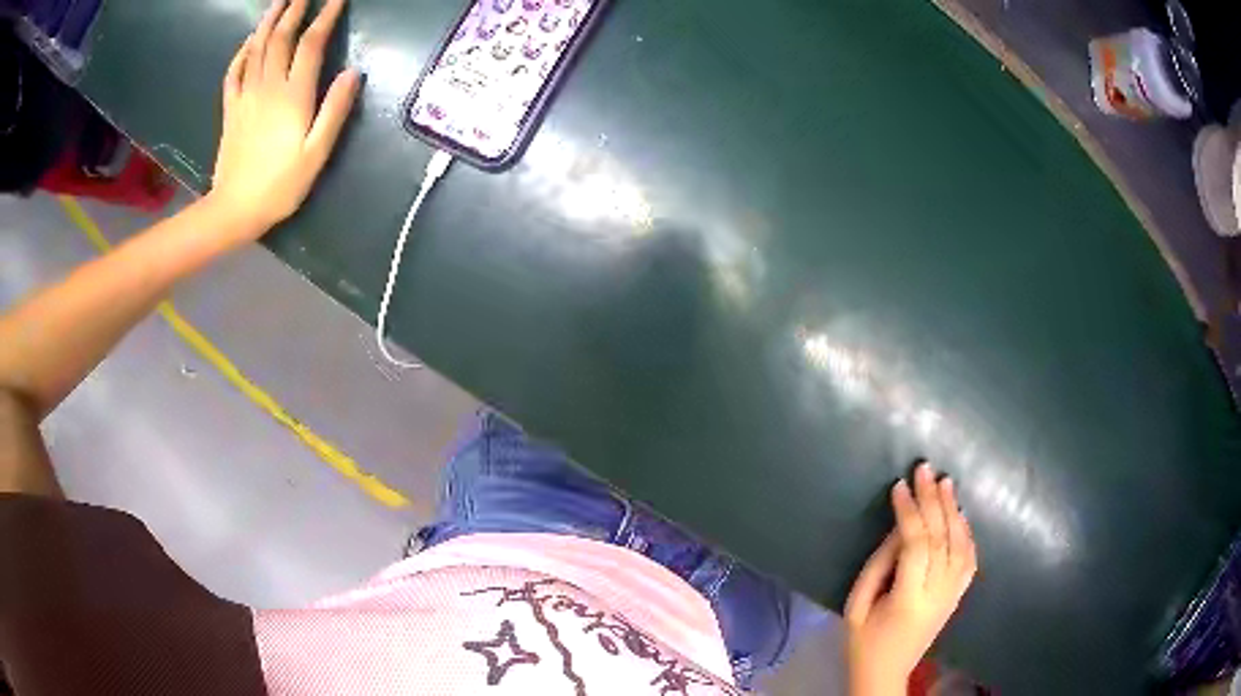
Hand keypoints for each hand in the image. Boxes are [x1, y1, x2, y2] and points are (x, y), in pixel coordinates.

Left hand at [209, 0, 360, 238]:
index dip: (325, 17)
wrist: (234, 210)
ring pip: (256, 48)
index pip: (311, 44)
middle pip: (281, 37)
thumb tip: (353, 73)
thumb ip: (335, 111)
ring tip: (279, 2)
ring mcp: (245, 96)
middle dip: (295, 9)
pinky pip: (234, 72)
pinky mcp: (230, 109)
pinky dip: (242, 51)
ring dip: (269, 21)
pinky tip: (248, 41)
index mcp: (292, 95)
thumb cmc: (280, 186)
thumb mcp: (316, 154)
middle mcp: (268, 87)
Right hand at [844, 463, 977, 695]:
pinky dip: (967, 532)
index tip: (899, 486)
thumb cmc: (863, 642)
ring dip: (953, 510)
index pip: (916, 544)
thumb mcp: (857, 605)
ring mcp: (952, 594)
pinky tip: (959, 514)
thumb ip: (879, 564)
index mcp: (909, 598)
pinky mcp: (958, 595)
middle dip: (933, 500)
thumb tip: (899, 528)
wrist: (886, 673)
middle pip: (941, 538)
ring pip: (960, 544)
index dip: (909, 512)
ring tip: (945, 482)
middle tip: (925, 469)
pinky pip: (970, 558)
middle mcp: (938, 593)